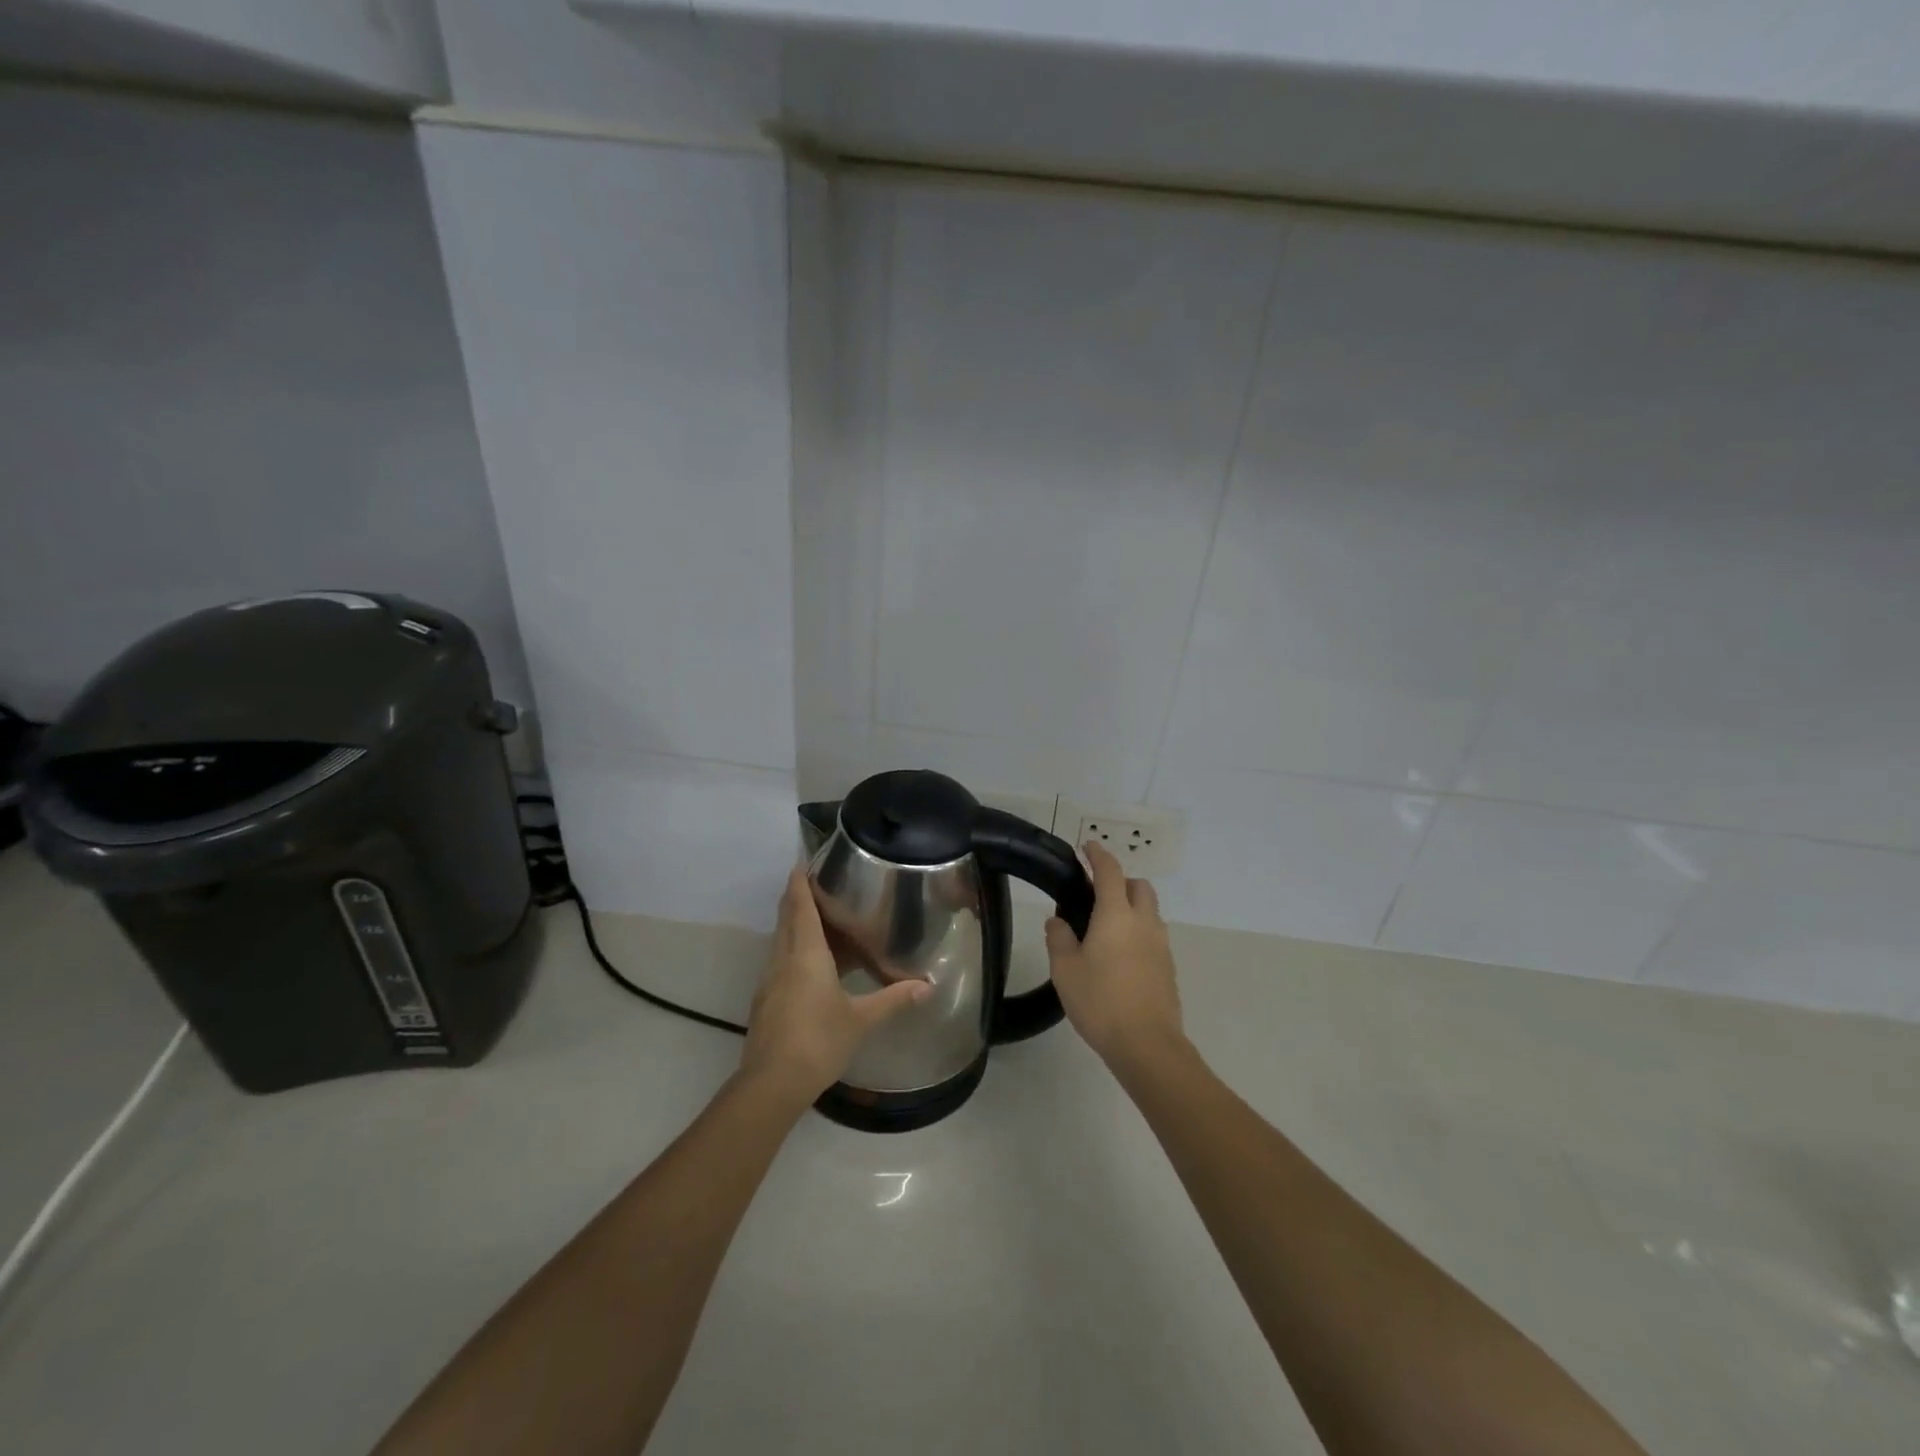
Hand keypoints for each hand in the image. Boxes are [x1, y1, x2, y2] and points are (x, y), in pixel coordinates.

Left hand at [739, 868, 931, 1102]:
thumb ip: (893, 999)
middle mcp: (783, 958)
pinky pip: (783, 960)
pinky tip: (817, 963)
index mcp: (805, 953)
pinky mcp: (767, 999)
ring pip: (783, 939)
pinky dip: (798, 949)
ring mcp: (771, 979)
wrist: (771, 1084)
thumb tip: (928, 986)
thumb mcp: (861, 1019)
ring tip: (826, 919)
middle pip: (788, 917)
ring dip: (799, 924)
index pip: (799, 905)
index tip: (803, 861)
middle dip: (799, 897)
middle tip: (821, 883)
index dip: (799, 881)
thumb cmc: (818, 1041)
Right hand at [1044, 841, 1185, 1074]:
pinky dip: (1139, 931)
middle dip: (1120, 880)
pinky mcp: (1168, 966)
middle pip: (1139, 886)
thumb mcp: (1065, 969)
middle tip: (1096, 893)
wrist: (1147, 1044)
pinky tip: (1121, 955)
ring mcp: (1161, 944)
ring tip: (1107, 927)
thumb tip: (1057, 922)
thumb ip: (1059, 939)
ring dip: (1132, 906)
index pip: (1109, 871)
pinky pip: (1154, 934)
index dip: (1098, 854)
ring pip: (1150, 910)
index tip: (1088, 846)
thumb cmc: (1100, 1001)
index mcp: (1116, 914)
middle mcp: (1144, 921)